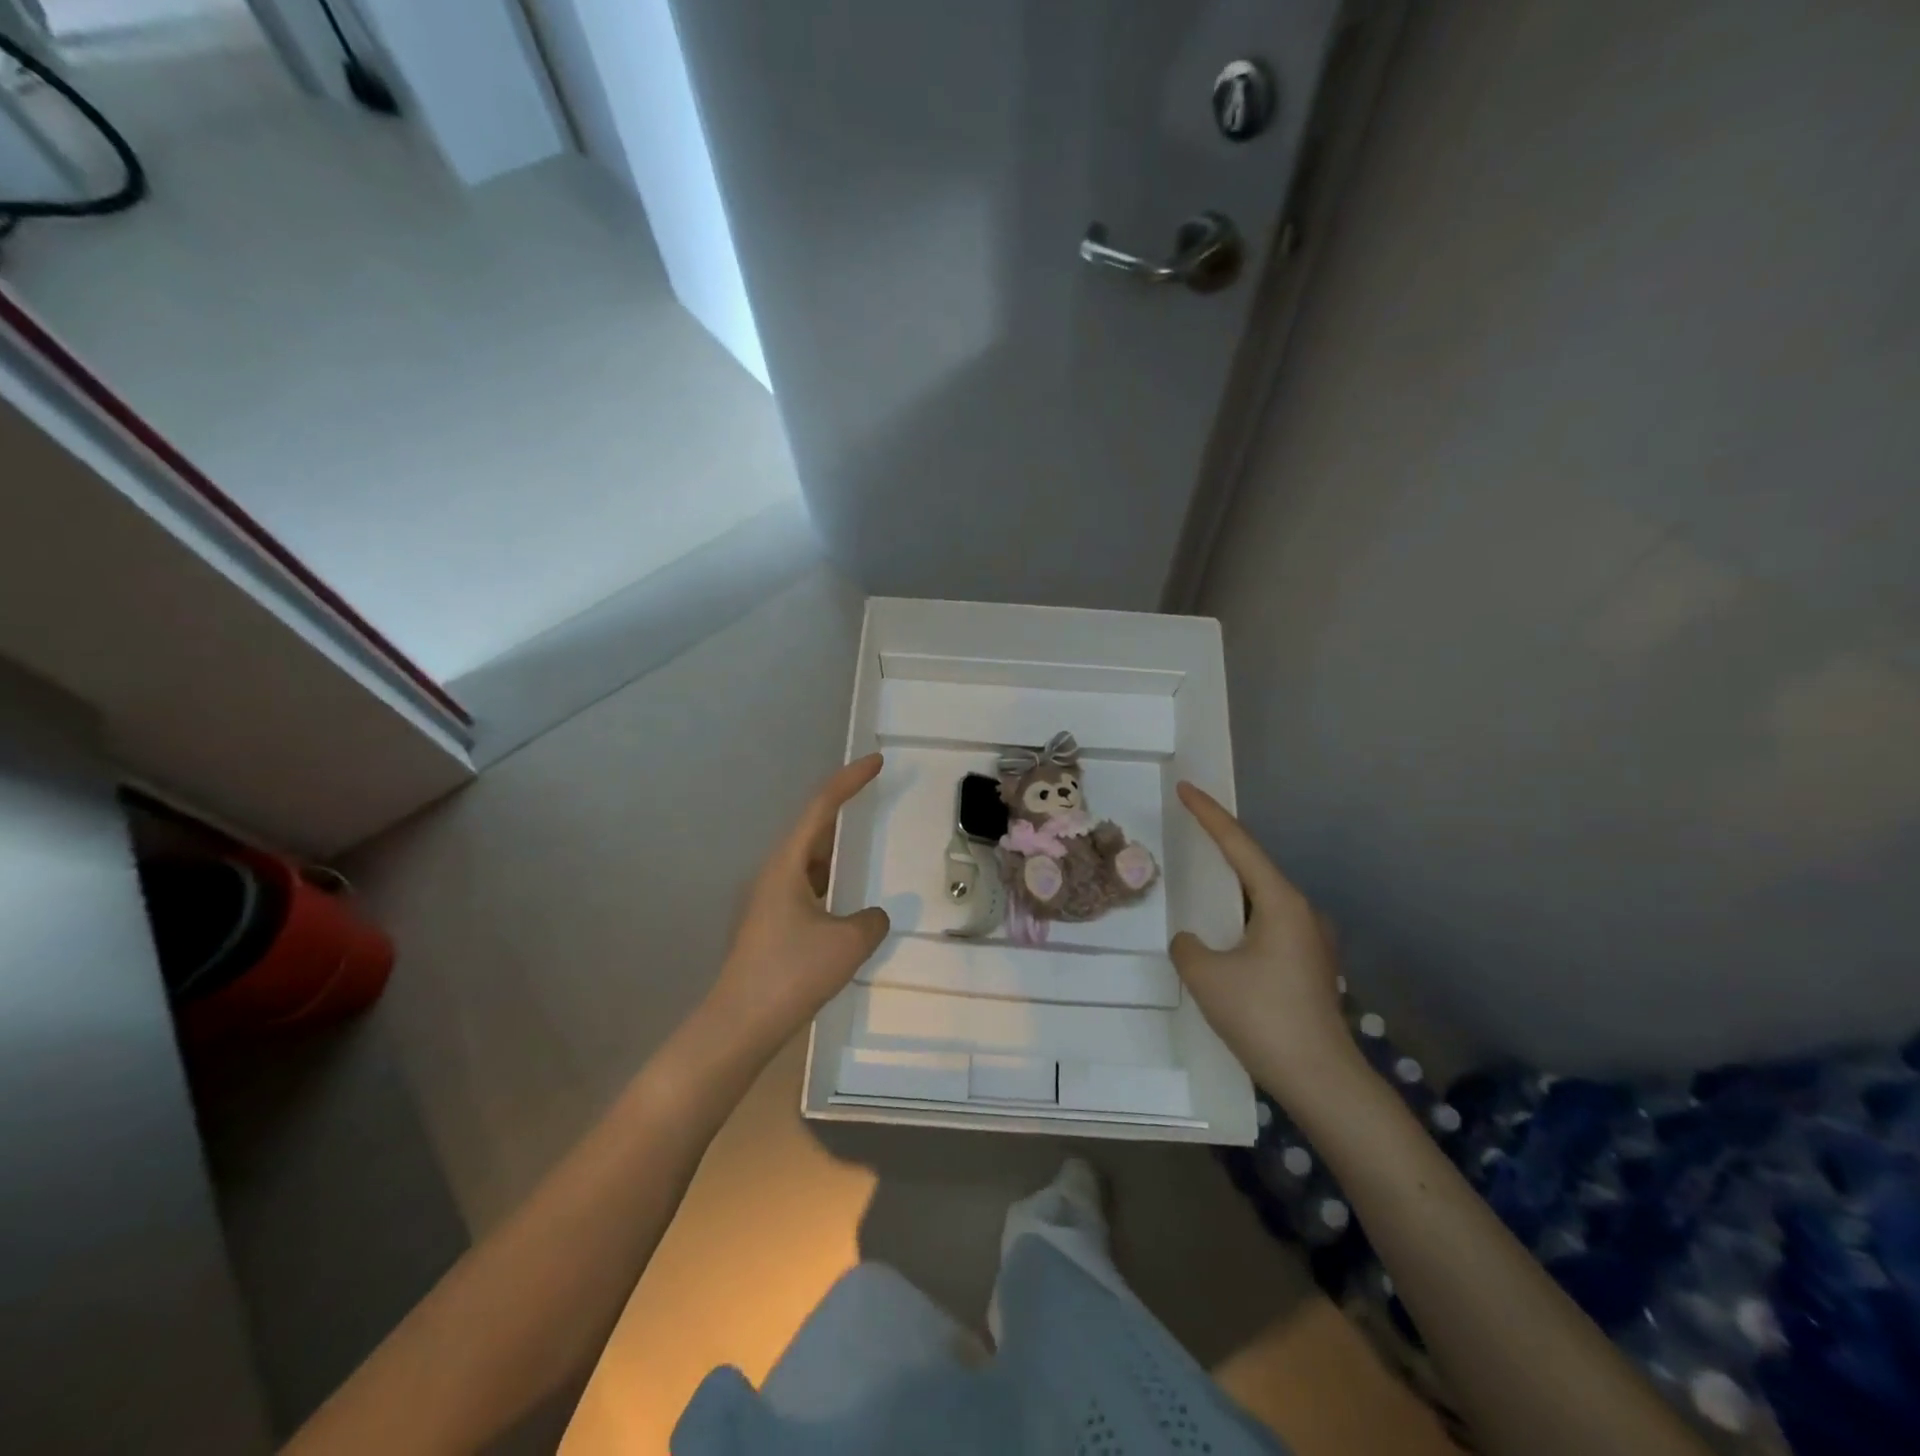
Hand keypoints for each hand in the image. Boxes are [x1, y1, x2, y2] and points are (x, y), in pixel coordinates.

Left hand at [705, 754, 891, 1056]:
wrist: (739, 1025)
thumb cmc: (791, 974)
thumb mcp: (848, 944)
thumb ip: (871, 922)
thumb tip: (872, 917)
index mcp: (787, 865)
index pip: (821, 808)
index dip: (849, 780)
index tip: (876, 762)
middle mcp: (775, 874)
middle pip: (813, 828)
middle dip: (843, 806)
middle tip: (874, 791)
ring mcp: (770, 901)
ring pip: (809, 860)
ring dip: (837, 846)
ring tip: (866, 839)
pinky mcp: (773, 925)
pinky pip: (808, 887)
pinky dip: (831, 879)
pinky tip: (847, 897)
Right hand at [1168, 782, 1354, 1096]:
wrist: (1321, 1081)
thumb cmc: (1263, 1018)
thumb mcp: (1206, 976)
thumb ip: (1187, 945)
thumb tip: (1192, 941)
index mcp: (1281, 903)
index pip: (1239, 845)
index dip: (1209, 814)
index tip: (1186, 788)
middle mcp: (1303, 913)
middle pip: (1253, 868)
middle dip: (1220, 850)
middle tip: (1189, 831)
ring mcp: (1312, 941)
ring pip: (1261, 901)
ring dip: (1230, 892)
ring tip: (1199, 886)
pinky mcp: (1311, 966)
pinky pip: (1268, 927)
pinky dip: (1242, 920)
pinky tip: (1223, 938)